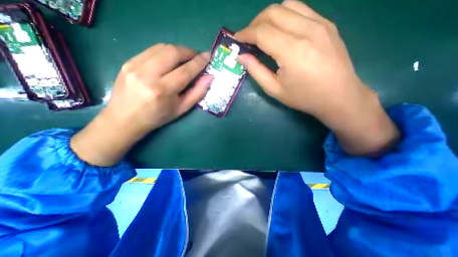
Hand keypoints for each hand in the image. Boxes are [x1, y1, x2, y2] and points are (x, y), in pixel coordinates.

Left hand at [72, 45, 212, 165]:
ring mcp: (134, 66)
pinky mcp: (128, 61)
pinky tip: (170, 60)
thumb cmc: (158, 117)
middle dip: (189, 52)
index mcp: (163, 91)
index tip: (208, 56)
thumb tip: (209, 77)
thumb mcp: (181, 109)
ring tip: (185, 58)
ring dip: (178, 51)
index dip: (199, 62)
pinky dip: (165, 52)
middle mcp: (148, 75)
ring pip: (162, 47)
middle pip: (173, 52)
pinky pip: (152, 50)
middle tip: (197, 57)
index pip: (185, 71)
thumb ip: (197, 92)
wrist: (125, 118)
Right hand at [234, 1, 399, 154]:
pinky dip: (284, 16)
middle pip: (272, 13)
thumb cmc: (304, 97)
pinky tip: (281, 31)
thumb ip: (256, 71)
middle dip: (254, 23)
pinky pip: (301, 9)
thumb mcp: (274, 90)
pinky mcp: (327, 24)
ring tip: (262, 34)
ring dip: (268, 17)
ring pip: (286, 5)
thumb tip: (241, 56)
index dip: (245, 34)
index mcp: (292, 51)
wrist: (339, 96)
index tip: (236, 39)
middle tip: (248, 38)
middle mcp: (307, 30)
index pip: (262, 32)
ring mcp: (320, 23)